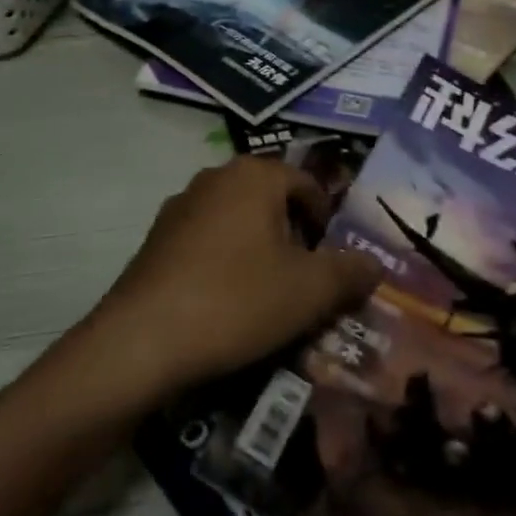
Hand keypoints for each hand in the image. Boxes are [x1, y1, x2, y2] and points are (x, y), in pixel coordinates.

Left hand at [81, 157, 381, 404]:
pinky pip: (206, 243)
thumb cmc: (236, 301)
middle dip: (293, 239)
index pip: (307, 186)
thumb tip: (374, 264)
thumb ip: (349, 272)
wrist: (141, 341)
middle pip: (272, 202)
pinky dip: (225, 264)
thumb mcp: (309, 291)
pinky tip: (225, 305)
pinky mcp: (156, 239)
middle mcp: (216, 177)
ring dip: (259, 252)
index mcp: (255, 175)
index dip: (327, 224)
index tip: (332, 266)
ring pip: (238, 223)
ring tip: (268, 299)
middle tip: (305, 284)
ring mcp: (180, 206)